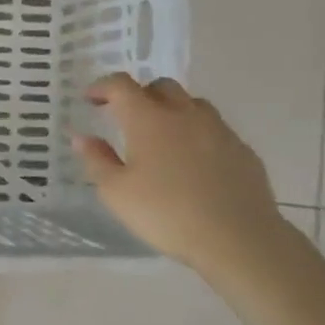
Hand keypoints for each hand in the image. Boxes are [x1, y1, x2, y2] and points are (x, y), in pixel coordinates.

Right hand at [73, 73, 286, 275]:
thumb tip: (82, 137)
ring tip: (162, 135)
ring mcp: (218, 129)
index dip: (102, 87)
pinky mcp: (242, 149)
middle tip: (126, 116)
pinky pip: (214, 128)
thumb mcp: (116, 193)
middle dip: (140, 94)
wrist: (238, 238)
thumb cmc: (166, 214)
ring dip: (172, 109)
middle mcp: (184, 114)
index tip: (91, 99)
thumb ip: (97, 160)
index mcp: (148, 119)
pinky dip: (197, 133)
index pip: (122, 86)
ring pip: (192, 103)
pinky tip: (194, 161)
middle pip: (161, 86)